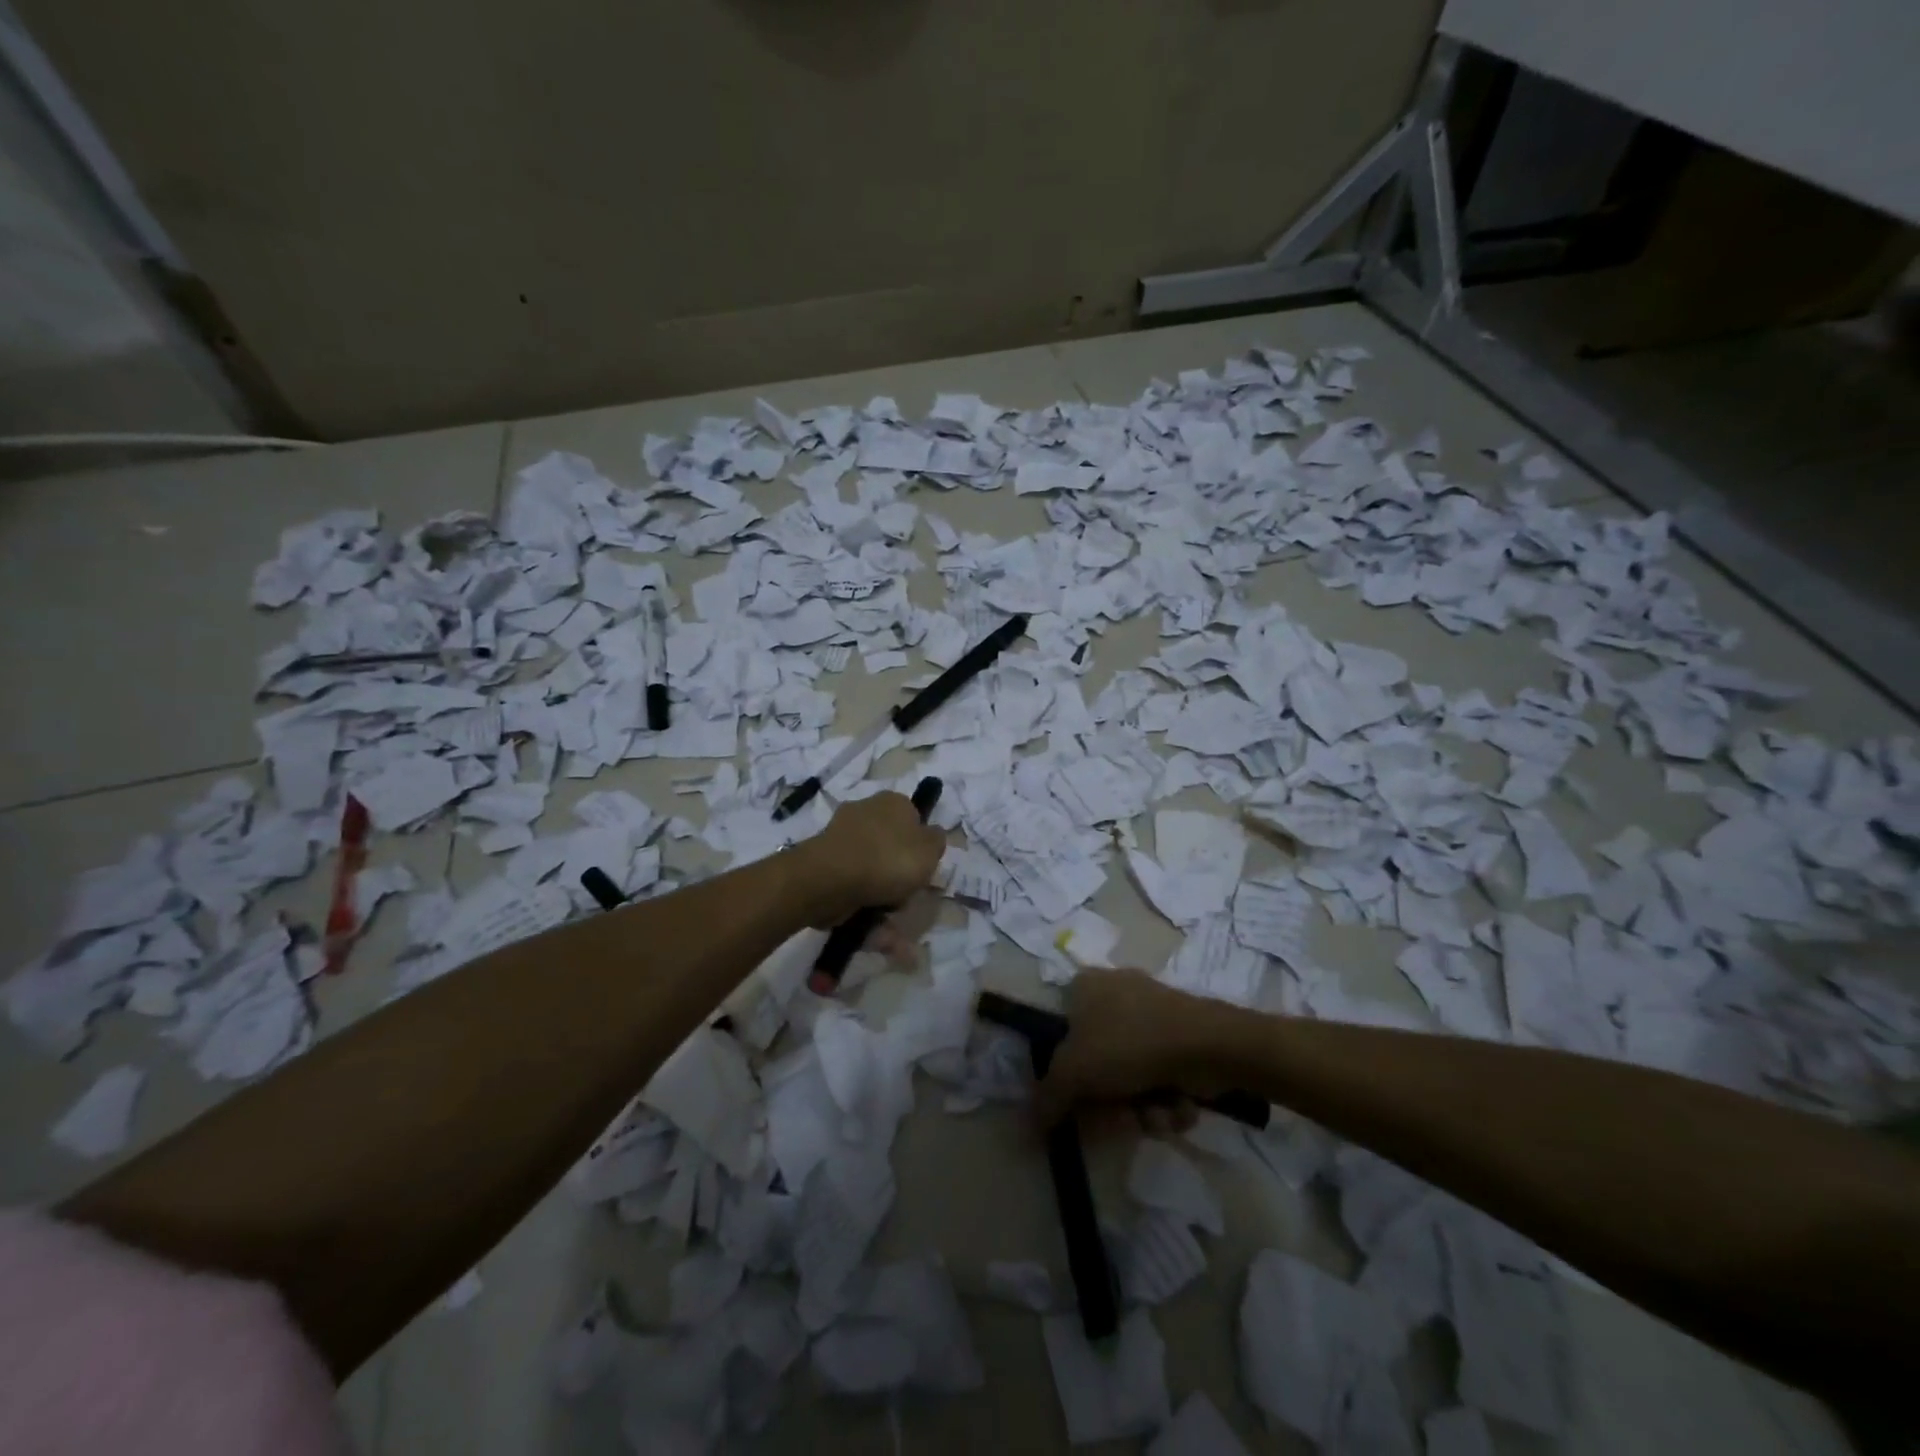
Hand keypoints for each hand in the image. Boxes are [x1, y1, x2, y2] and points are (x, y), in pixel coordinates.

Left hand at [799, 792, 946, 927]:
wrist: (832, 878)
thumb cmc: (890, 859)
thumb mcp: (930, 848)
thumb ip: (937, 840)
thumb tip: (931, 835)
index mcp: (892, 802)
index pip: (913, 818)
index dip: (921, 845)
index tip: (924, 868)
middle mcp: (865, 813)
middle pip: (892, 848)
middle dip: (901, 877)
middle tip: (909, 898)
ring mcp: (842, 841)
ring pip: (873, 873)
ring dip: (886, 901)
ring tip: (898, 935)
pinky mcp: (826, 867)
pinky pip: (854, 890)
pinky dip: (867, 913)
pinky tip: (879, 936)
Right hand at [1035, 969, 1235, 1126]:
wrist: (1209, 1044)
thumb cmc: (1129, 1044)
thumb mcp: (1074, 1072)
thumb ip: (1046, 1099)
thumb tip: (1026, 1126)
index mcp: (1084, 987)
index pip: (1060, 1033)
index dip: (1068, 1074)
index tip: (1078, 1103)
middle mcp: (1115, 993)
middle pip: (1099, 1064)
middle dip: (1112, 1102)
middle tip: (1122, 1119)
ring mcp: (1152, 1013)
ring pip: (1132, 1077)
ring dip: (1141, 1109)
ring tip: (1155, 1114)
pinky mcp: (1182, 1036)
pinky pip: (1161, 1076)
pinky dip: (1167, 1100)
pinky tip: (1179, 1106)